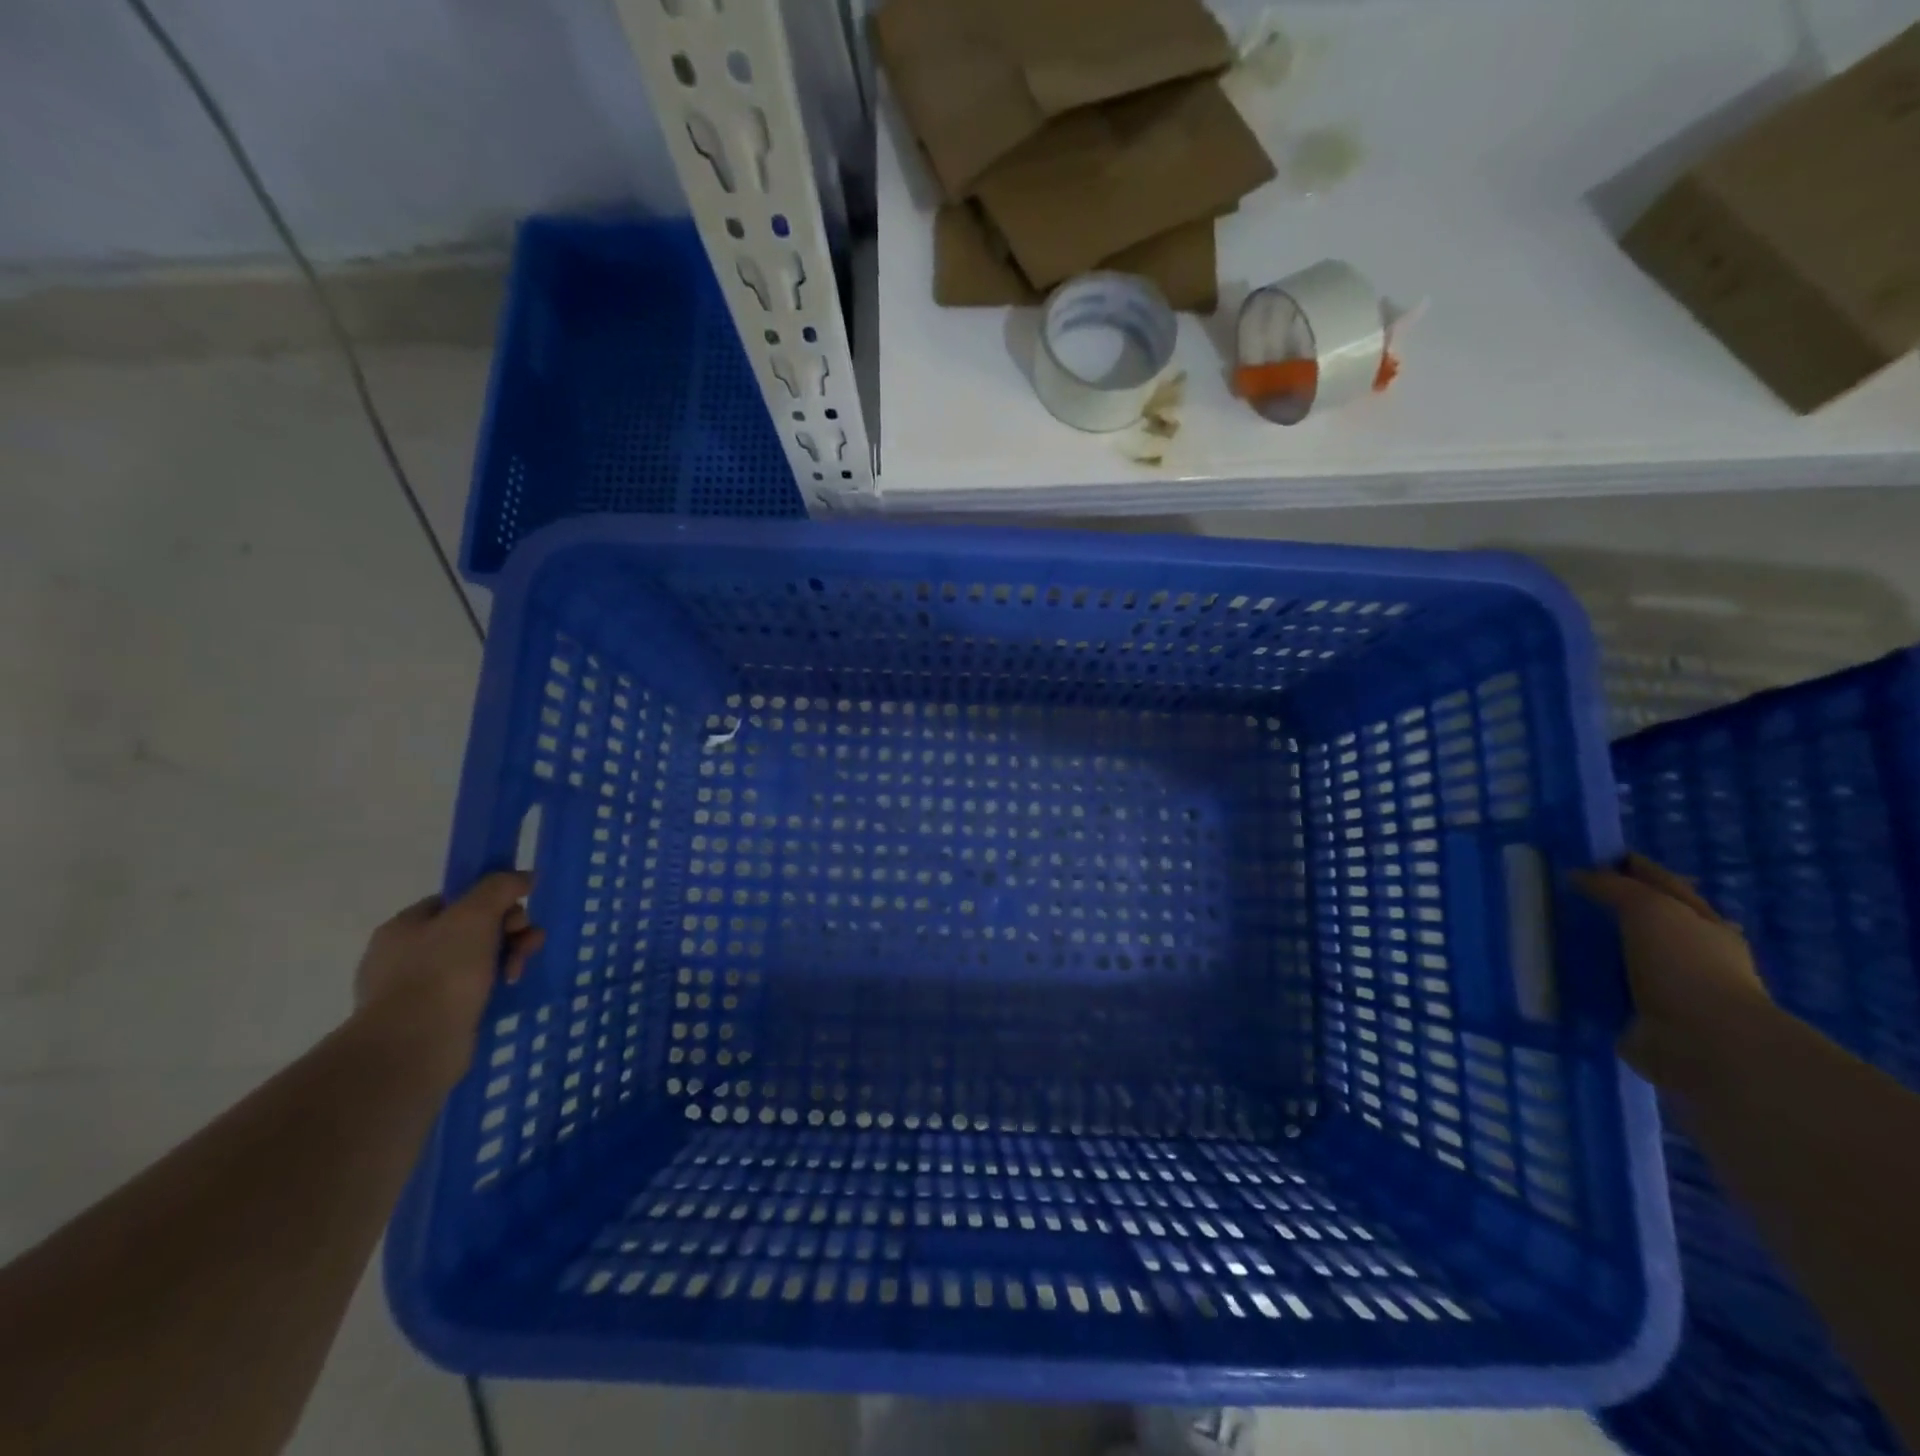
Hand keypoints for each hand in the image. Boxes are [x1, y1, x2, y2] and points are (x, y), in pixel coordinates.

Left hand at [352, 872, 544, 1085]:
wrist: (414, 1046)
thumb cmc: (441, 972)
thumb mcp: (474, 915)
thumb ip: (500, 887)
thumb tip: (524, 876)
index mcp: (404, 927)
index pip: (455, 901)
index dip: (492, 902)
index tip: (516, 915)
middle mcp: (404, 956)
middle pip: (471, 930)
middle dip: (508, 932)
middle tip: (527, 944)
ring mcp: (415, 990)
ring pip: (476, 961)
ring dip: (507, 958)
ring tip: (517, 972)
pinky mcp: (431, 1019)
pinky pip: (471, 991)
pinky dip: (493, 987)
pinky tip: (505, 992)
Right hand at [1572, 854, 1770, 1091]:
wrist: (1703, 1043)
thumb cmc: (1685, 965)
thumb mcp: (1650, 909)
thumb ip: (1614, 887)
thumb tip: (1578, 875)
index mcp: (1703, 924)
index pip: (1664, 883)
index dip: (1632, 866)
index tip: (1591, 855)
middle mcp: (1690, 952)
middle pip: (1647, 919)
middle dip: (1613, 905)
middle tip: (1564, 893)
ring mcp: (1668, 986)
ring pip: (1624, 953)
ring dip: (1596, 944)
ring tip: (1550, 929)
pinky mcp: (1642, 1014)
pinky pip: (1605, 986)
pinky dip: (1585, 978)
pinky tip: (1555, 968)